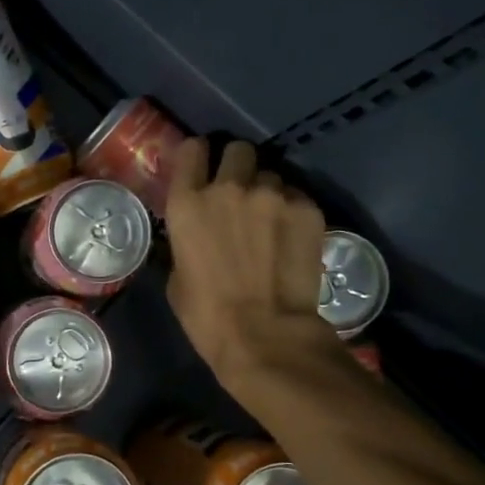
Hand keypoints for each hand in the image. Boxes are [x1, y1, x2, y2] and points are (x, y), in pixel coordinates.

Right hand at [165, 137, 333, 387]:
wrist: (265, 334)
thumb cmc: (207, 315)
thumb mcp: (177, 275)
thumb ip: (185, 239)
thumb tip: (197, 231)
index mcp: (187, 203)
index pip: (192, 149)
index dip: (199, 157)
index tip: (203, 170)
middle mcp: (229, 187)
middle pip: (238, 150)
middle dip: (238, 167)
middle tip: (240, 194)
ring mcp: (272, 194)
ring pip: (271, 175)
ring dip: (267, 192)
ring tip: (270, 222)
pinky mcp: (307, 208)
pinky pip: (297, 196)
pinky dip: (292, 211)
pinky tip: (291, 238)